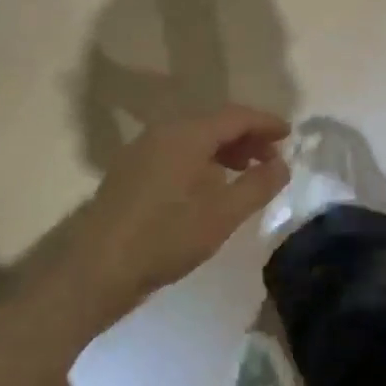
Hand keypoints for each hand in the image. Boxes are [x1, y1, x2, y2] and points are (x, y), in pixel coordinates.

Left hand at [78, 105, 291, 313]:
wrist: (95, 269)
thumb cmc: (165, 237)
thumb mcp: (222, 214)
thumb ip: (258, 185)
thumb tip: (282, 164)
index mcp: (187, 133)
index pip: (236, 115)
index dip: (265, 122)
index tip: (289, 134)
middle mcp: (164, 131)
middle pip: (214, 122)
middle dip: (246, 136)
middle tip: (272, 158)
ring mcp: (143, 149)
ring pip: (194, 137)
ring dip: (224, 149)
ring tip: (245, 173)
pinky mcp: (131, 170)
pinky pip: (176, 151)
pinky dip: (202, 160)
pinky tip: (209, 186)